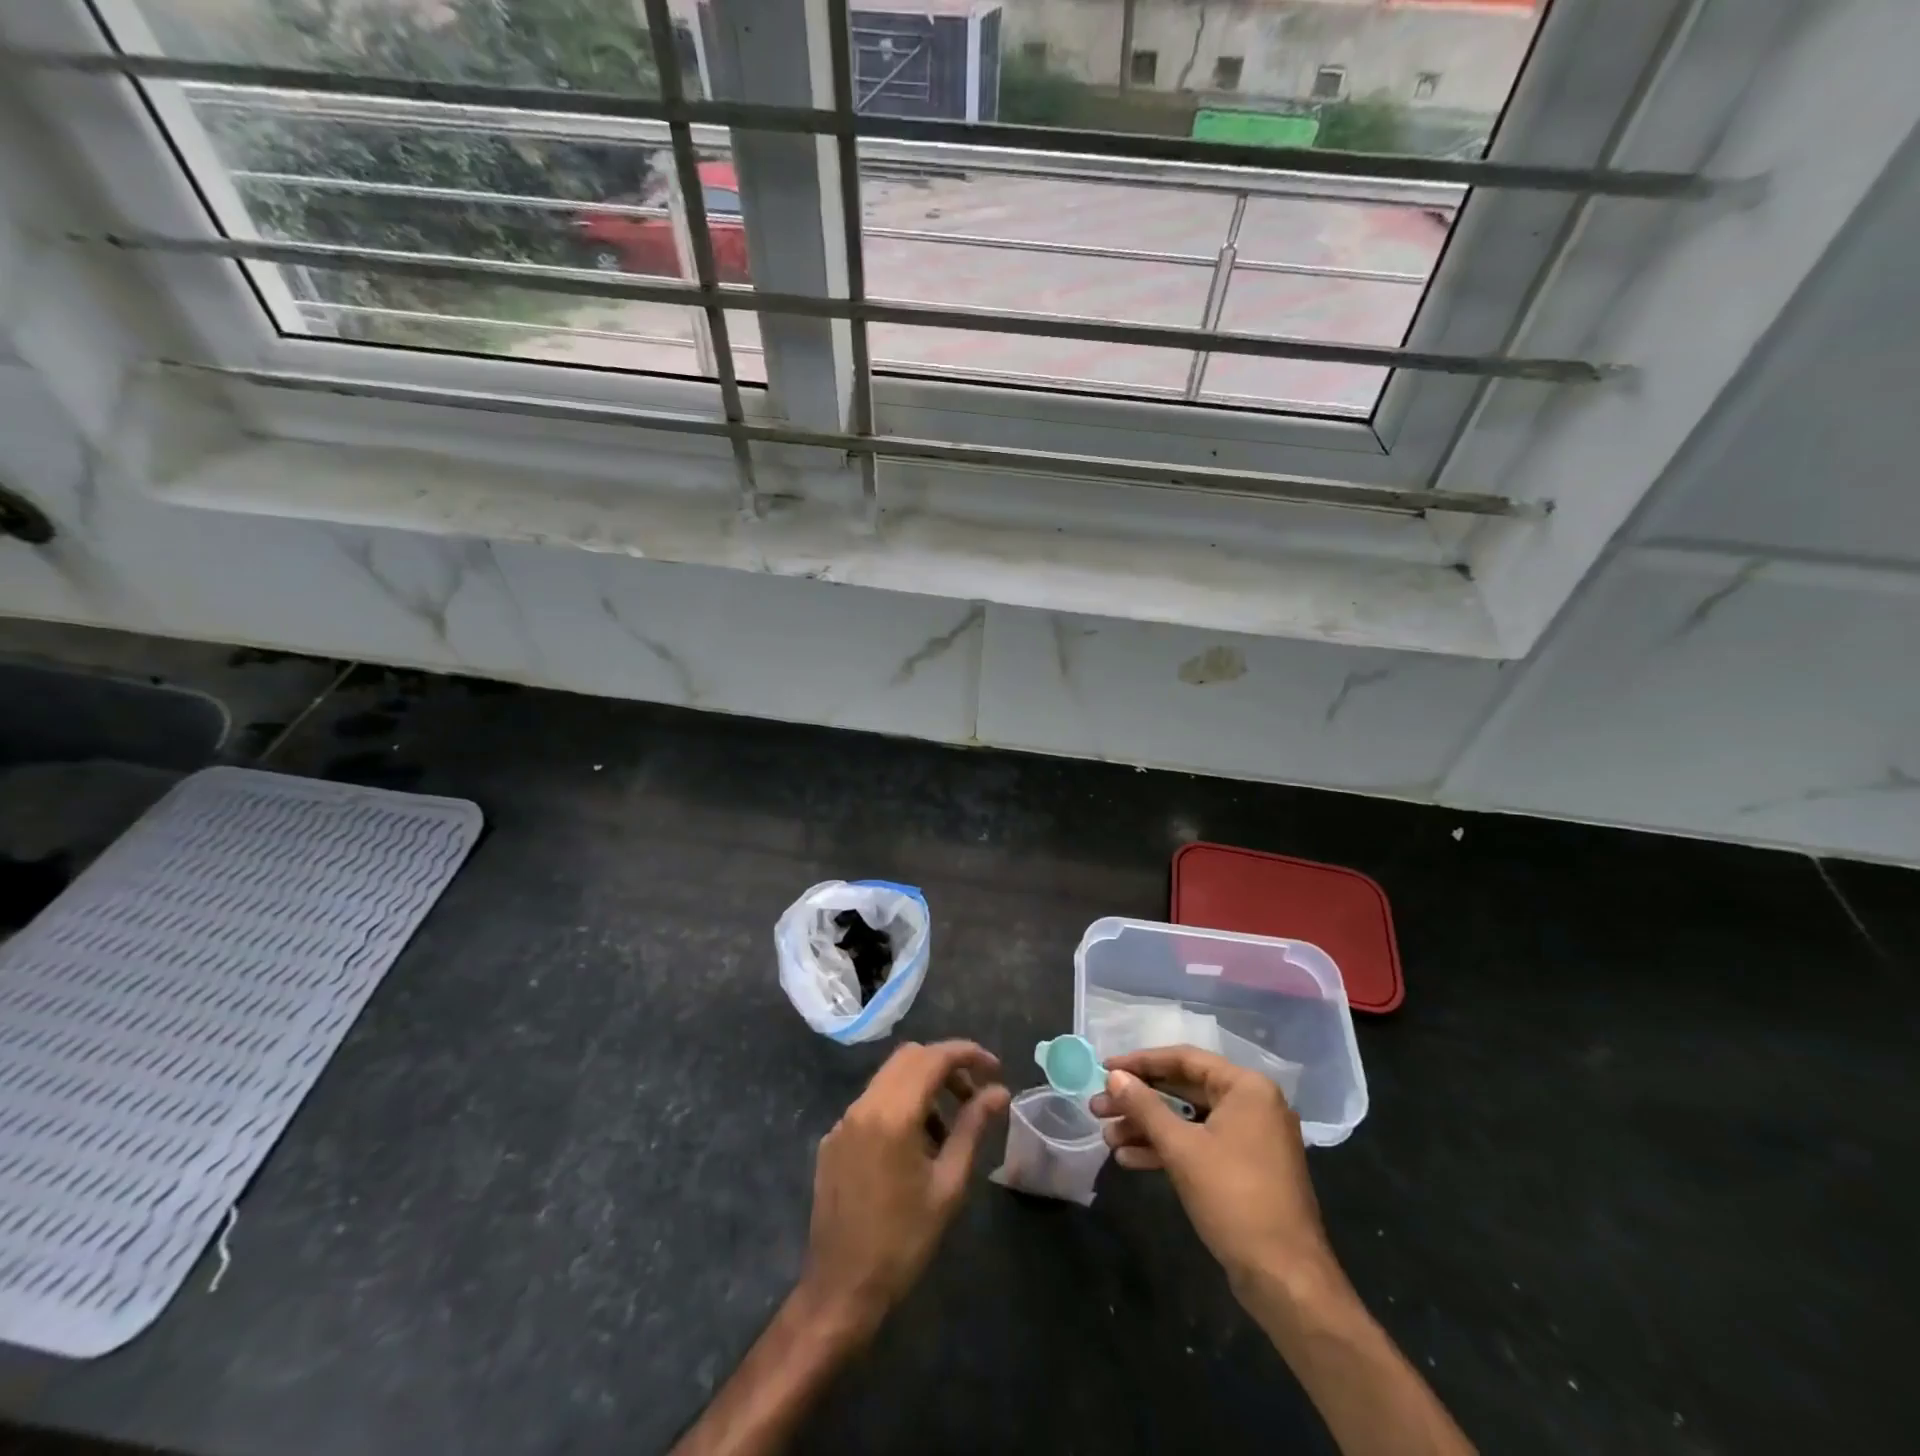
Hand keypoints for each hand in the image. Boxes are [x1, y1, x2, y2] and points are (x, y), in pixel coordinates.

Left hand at [801, 1040, 1009, 1335]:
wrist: (841, 1289)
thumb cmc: (903, 1241)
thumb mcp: (948, 1184)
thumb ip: (973, 1127)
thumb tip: (999, 1091)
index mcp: (893, 1113)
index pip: (934, 1057)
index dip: (968, 1054)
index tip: (995, 1068)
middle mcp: (864, 1105)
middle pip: (910, 1057)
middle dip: (946, 1066)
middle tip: (973, 1095)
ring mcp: (844, 1121)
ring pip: (889, 1077)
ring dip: (923, 1085)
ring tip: (947, 1129)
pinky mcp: (833, 1140)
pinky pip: (872, 1104)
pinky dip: (899, 1106)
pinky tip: (914, 1147)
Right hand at [1091, 1045, 1337, 1299]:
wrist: (1286, 1280)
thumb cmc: (1234, 1199)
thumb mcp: (1181, 1148)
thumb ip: (1145, 1107)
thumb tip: (1114, 1077)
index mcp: (1247, 1087)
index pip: (1184, 1060)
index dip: (1140, 1062)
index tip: (1104, 1068)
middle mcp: (1252, 1105)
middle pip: (1184, 1090)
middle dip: (1139, 1100)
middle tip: (1099, 1107)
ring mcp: (1250, 1139)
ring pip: (1188, 1120)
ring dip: (1147, 1127)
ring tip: (1107, 1136)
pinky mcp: (1244, 1169)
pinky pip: (1199, 1145)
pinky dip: (1167, 1149)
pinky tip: (1129, 1159)